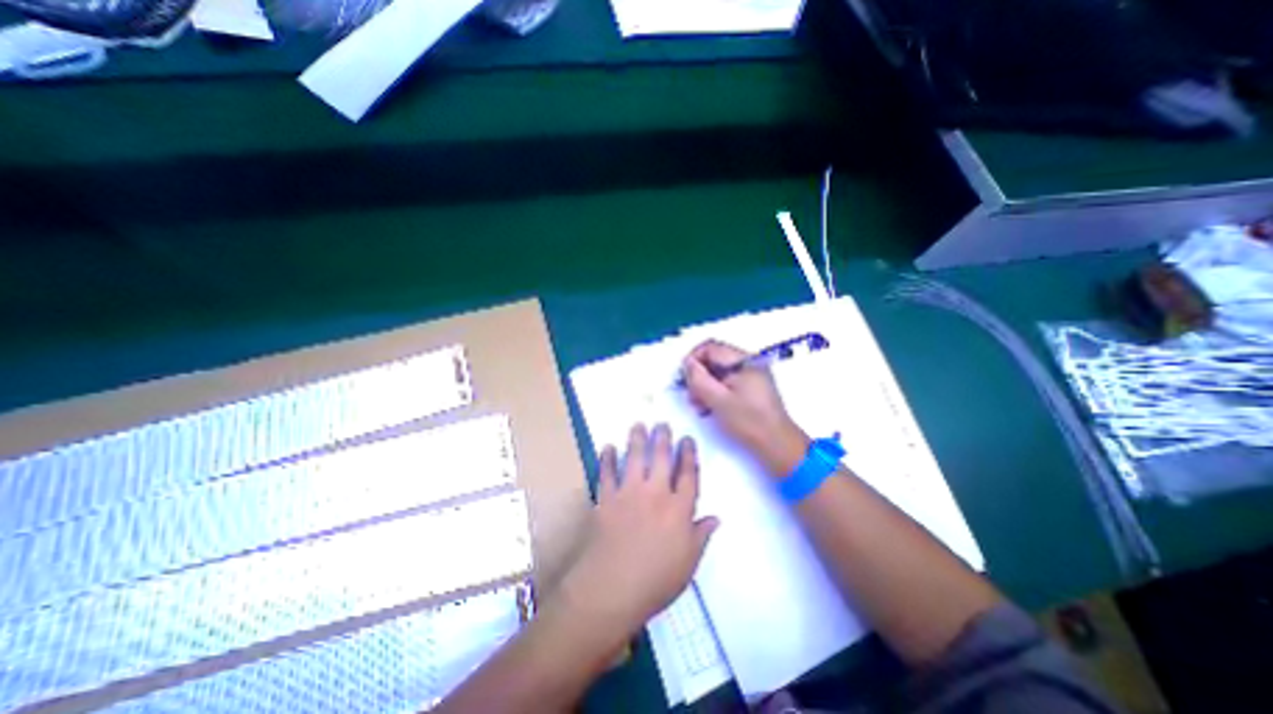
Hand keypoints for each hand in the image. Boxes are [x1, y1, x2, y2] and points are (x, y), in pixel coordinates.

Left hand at [559, 428, 725, 644]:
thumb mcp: (688, 563)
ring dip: (637, 439)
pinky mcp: (606, 498)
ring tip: (639, 424)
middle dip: (663, 438)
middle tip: (662, 423)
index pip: (688, 474)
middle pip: (662, 458)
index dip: (689, 454)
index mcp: (679, 509)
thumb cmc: (656, 581)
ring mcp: (629, 493)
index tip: (687, 439)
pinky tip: (607, 447)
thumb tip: (715, 517)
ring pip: (635, 457)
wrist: (612, 589)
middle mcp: (656, 493)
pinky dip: (607, 458)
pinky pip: (607, 473)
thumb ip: (701, 536)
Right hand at [681, 340, 809, 476]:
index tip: (683, 379)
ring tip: (699, 406)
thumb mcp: (718, 400)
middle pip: (714, 359)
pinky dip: (716, 391)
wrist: (778, 445)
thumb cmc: (748, 422)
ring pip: (719, 371)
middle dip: (698, 375)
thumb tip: (687, 363)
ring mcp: (752, 375)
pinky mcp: (752, 387)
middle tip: (691, 397)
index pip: (710, 347)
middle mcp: (749, 362)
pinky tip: (709, 408)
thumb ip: (699, 379)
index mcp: (744, 361)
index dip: (692, 359)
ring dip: (705, 385)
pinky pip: (728, 381)